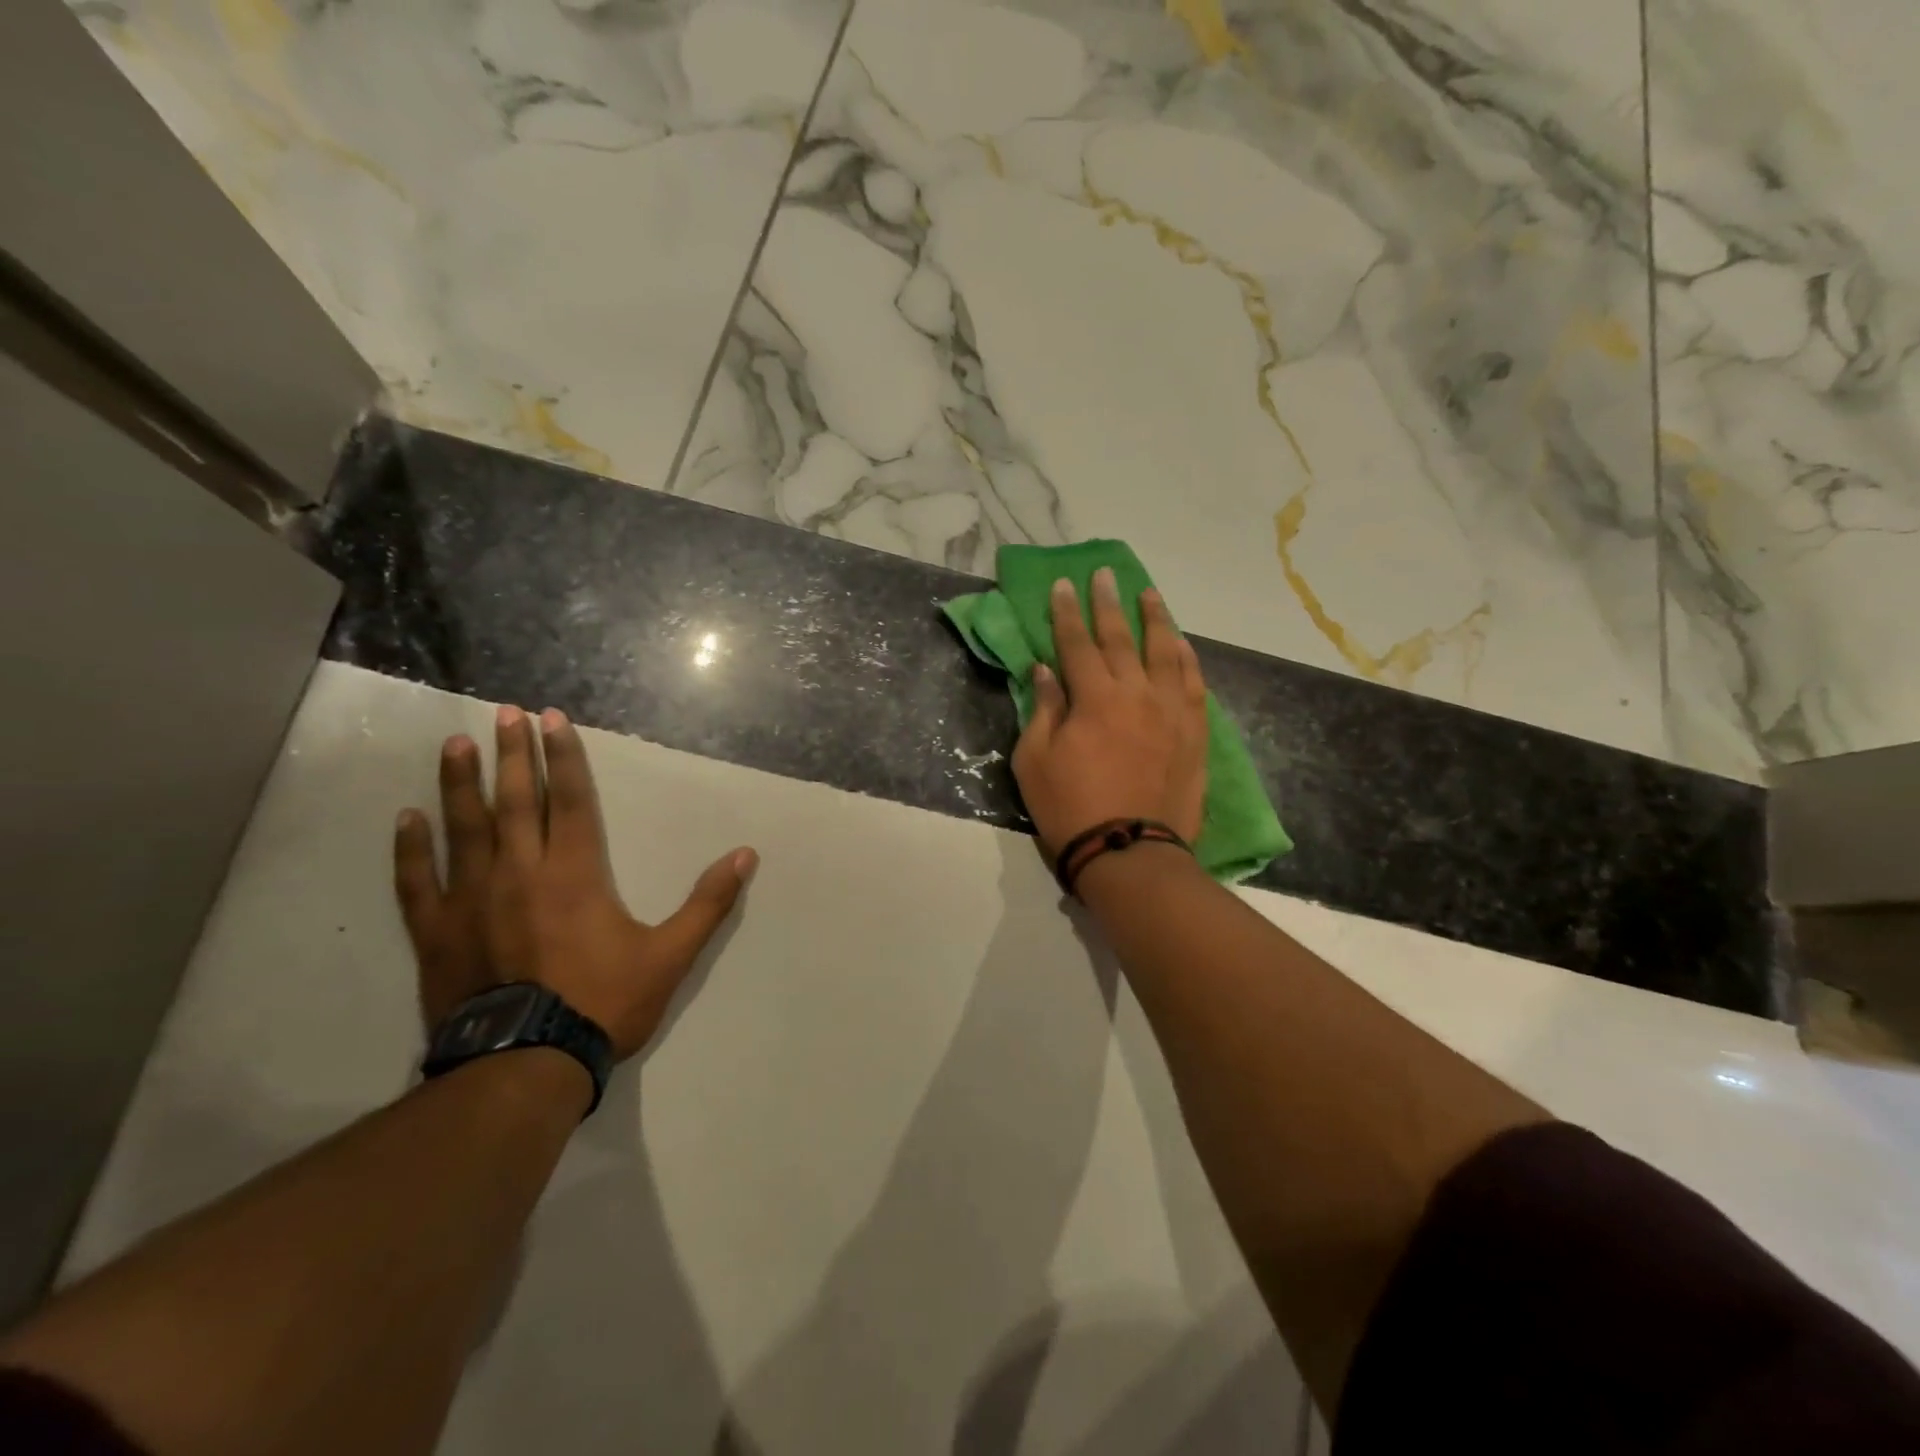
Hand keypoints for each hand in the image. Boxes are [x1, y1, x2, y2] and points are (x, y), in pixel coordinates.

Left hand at [393, 704, 756, 1059]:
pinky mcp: (438, 932)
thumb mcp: (671, 955)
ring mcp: (472, 901)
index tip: (553, 719)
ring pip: (464, 828)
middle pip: (515, 801)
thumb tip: (745, 856)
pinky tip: (406, 819)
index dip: (563, 757)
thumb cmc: (603, 1004)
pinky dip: (411, 849)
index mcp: (575, 874)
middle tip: (504, 713)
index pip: (570, 800)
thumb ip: (708, 903)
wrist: (526, 1066)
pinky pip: (418, 882)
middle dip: (512, 754)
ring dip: (459, 783)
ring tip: (454, 744)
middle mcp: (520, 873)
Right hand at [1011, 567, 1208, 860]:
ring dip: (1155, 619)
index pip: (1076, 643)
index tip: (1063, 584)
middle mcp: (1136, 692)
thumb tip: (1045, 670)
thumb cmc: (1070, 807)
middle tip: (1105, 575)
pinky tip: (1181, 643)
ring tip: (1149, 594)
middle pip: (1121, 638)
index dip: (1067, 612)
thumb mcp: (1035, 761)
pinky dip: (1186, 659)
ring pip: (1165, 652)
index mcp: (1094, 698)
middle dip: (1109, 603)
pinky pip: (1193, 684)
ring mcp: (1170, 711)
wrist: (1129, 852)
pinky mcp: (1193, 732)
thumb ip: (1043, 709)